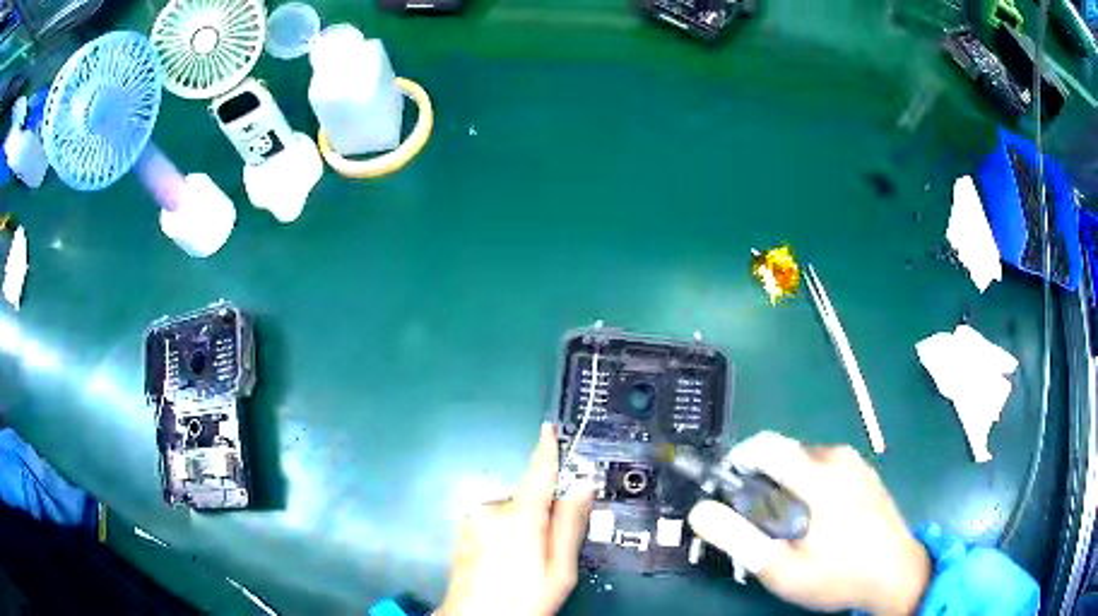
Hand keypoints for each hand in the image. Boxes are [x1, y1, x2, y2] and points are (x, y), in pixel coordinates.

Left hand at [436, 424, 594, 615]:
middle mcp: (491, 510)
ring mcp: (472, 521)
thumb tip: (582, 487)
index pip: (538, 473)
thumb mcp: (559, 570)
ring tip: (525, 565)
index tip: (549, 428)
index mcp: (520, 516)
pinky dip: (505, 535)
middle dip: (543, 516)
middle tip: (550, 553)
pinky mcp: (462, 533)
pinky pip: (493, 524)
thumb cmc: (523, 599)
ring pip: (511, 514)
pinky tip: (505, 565)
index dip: (546, 449)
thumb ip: (569, 525)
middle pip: (528, 500)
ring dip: (523, 528)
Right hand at [687, 432, 930, 614]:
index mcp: (819, 476)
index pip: (765, 445)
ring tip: (790, 526)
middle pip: (783, 453)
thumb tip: (700, 510)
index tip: (729, 492)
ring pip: (804, 459)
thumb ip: (737, 538)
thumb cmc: (838, 576)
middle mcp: (838, 458)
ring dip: (785, 484)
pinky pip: (825, 466)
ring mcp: (856, 462)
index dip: (738, 461)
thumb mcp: (781, 569)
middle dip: (762, 481)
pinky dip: (809, 484)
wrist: (896, 575)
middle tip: (761, 522)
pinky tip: (818, 520)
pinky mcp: (865, 472)